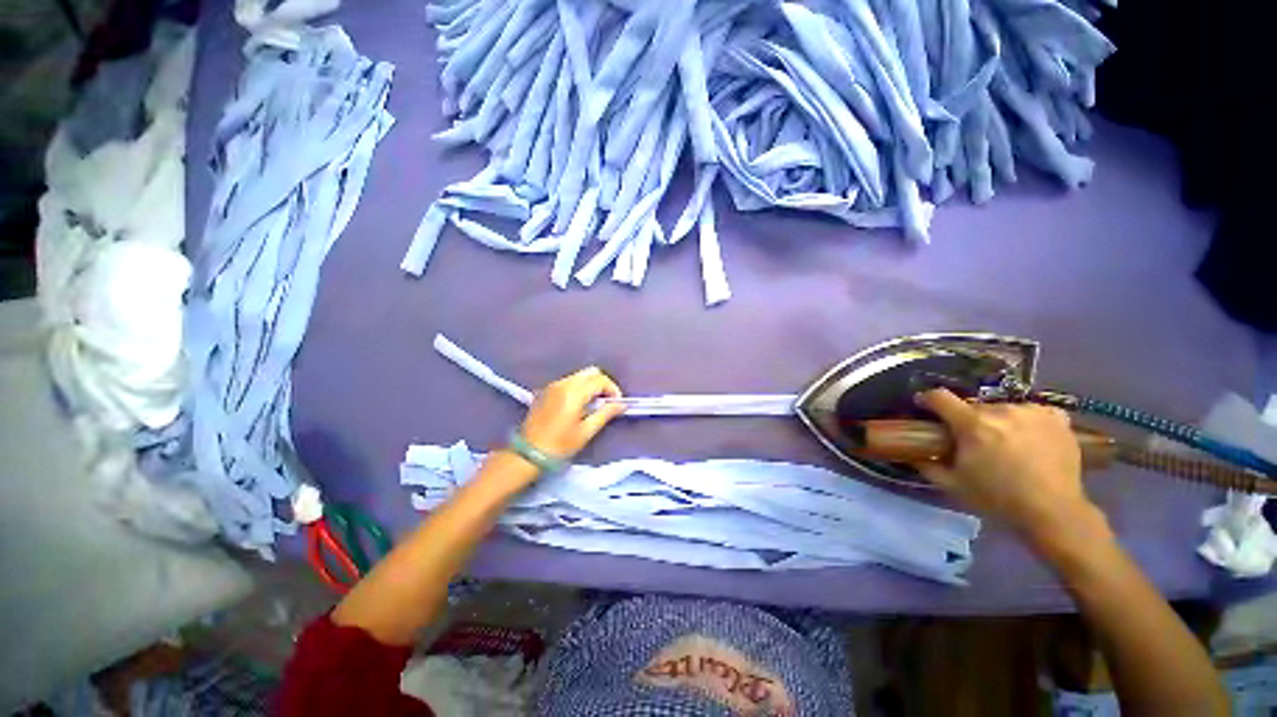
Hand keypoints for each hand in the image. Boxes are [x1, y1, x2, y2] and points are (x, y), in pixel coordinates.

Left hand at [519, 367, 625, 459]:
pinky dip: (578, 387)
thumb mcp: (586, 432)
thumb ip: (605, 414)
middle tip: (606, 402)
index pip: (600, 380)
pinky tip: (578, 405)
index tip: (616, 404)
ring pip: (579, 376)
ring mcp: (553, 385)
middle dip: (602, 384)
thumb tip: (622, 405)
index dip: (613, 389)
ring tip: (593, 405)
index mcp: (574, 393)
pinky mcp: (546, 391)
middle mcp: (563, 383)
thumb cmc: (559, 445)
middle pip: (590, 372)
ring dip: (590, 385)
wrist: (527, 454)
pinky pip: (568, 381)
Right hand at [916, 389, 1098, 540]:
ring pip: (1003, 409)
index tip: (925, 407)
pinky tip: (1030, 435)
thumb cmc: (997, 499)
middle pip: (973, 406)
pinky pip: (1034, 411)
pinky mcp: (1057, 419)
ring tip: (1005, 442)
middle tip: (972, 440)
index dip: (928, 400)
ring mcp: (1032, 412)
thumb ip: (926, 465)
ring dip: (998, 421)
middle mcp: (1001, 411)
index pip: (940, 397)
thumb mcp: (952, 485)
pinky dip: (1028, 420)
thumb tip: (911, 452)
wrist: (1053, 512)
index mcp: (972, 425)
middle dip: (967, 420)